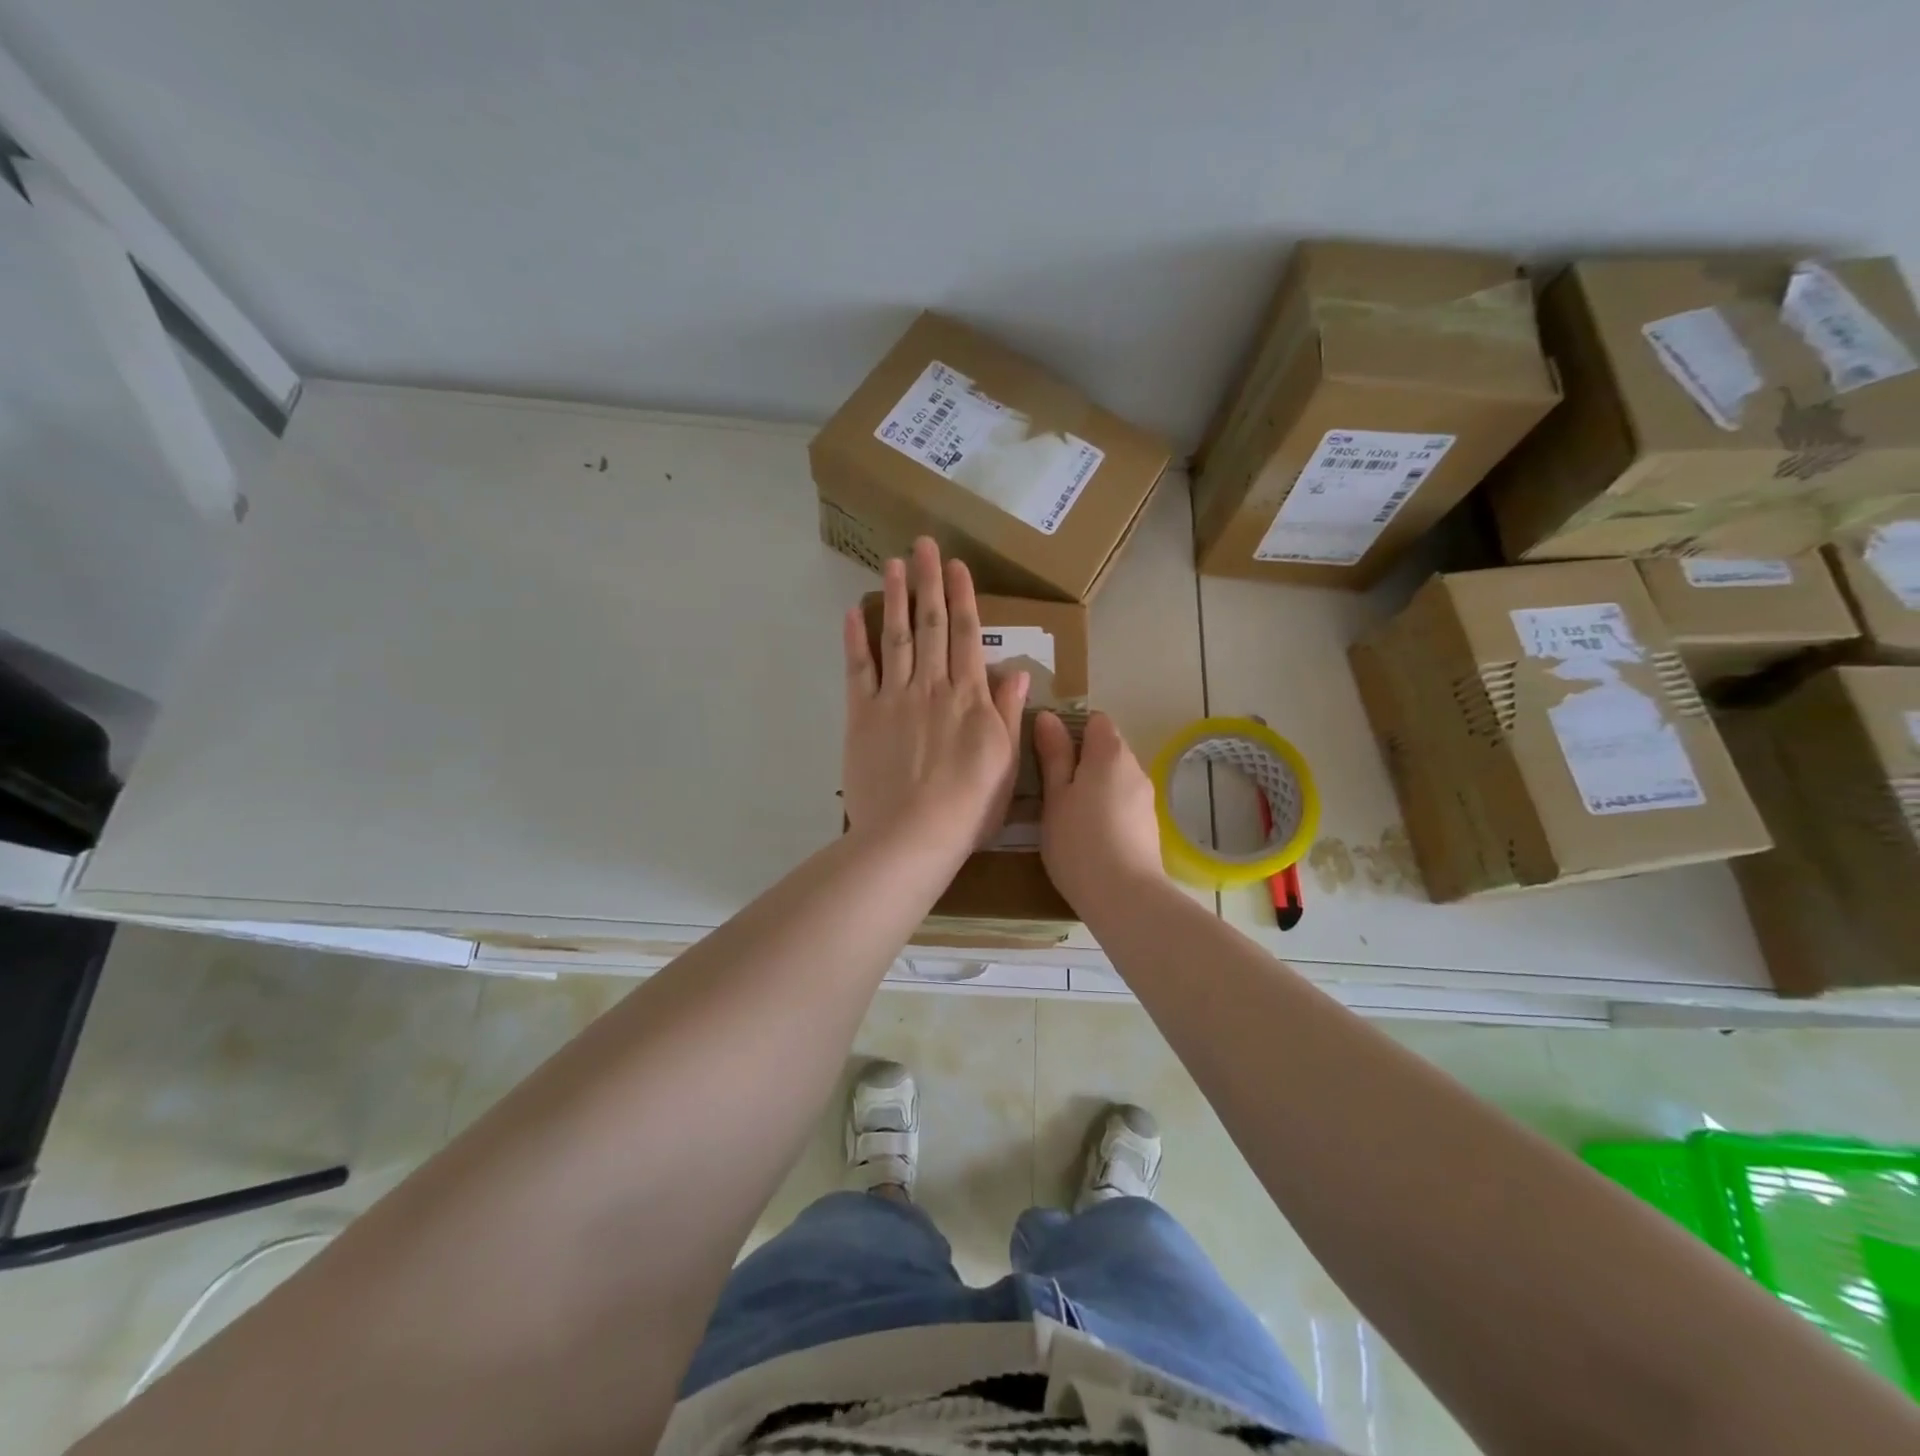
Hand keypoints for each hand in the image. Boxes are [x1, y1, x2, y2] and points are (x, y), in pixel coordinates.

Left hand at [842, 538, 1029, 855]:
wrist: (913, 834)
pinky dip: (855, 641)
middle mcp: (932, 686)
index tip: (957, 565)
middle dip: (928, 581)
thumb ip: (1008, 712)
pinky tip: (853, 614)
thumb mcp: (1006, 762)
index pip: (966, 635)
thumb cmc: (969, 806)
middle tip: (923, 544)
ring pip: (895, 637)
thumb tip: (1019, 670)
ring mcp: (894, 698)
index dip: (962, 597)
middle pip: (930, 624)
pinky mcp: (862, 715)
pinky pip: (858, 671)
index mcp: (969, 696)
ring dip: (894, 597)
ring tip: (893, 563)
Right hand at [1032, 710, 1165, 910]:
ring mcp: (1146, 798)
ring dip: (1095, 787)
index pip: (1095, 720)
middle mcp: (1134, 767)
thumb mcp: (1055, 796)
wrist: (1125, 897)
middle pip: (1107, 748)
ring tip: (1069, 815)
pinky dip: (1107, 809)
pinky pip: (1124, 803)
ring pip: (1116, 778)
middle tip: (1052, 789)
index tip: (1049, 754)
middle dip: (1082, 761)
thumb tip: (1048, 717)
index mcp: (1109, 753)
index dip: (1071, 730)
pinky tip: (1091, 836)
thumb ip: (1053, 755)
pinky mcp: (1149, 825)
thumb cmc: (1078, 841)